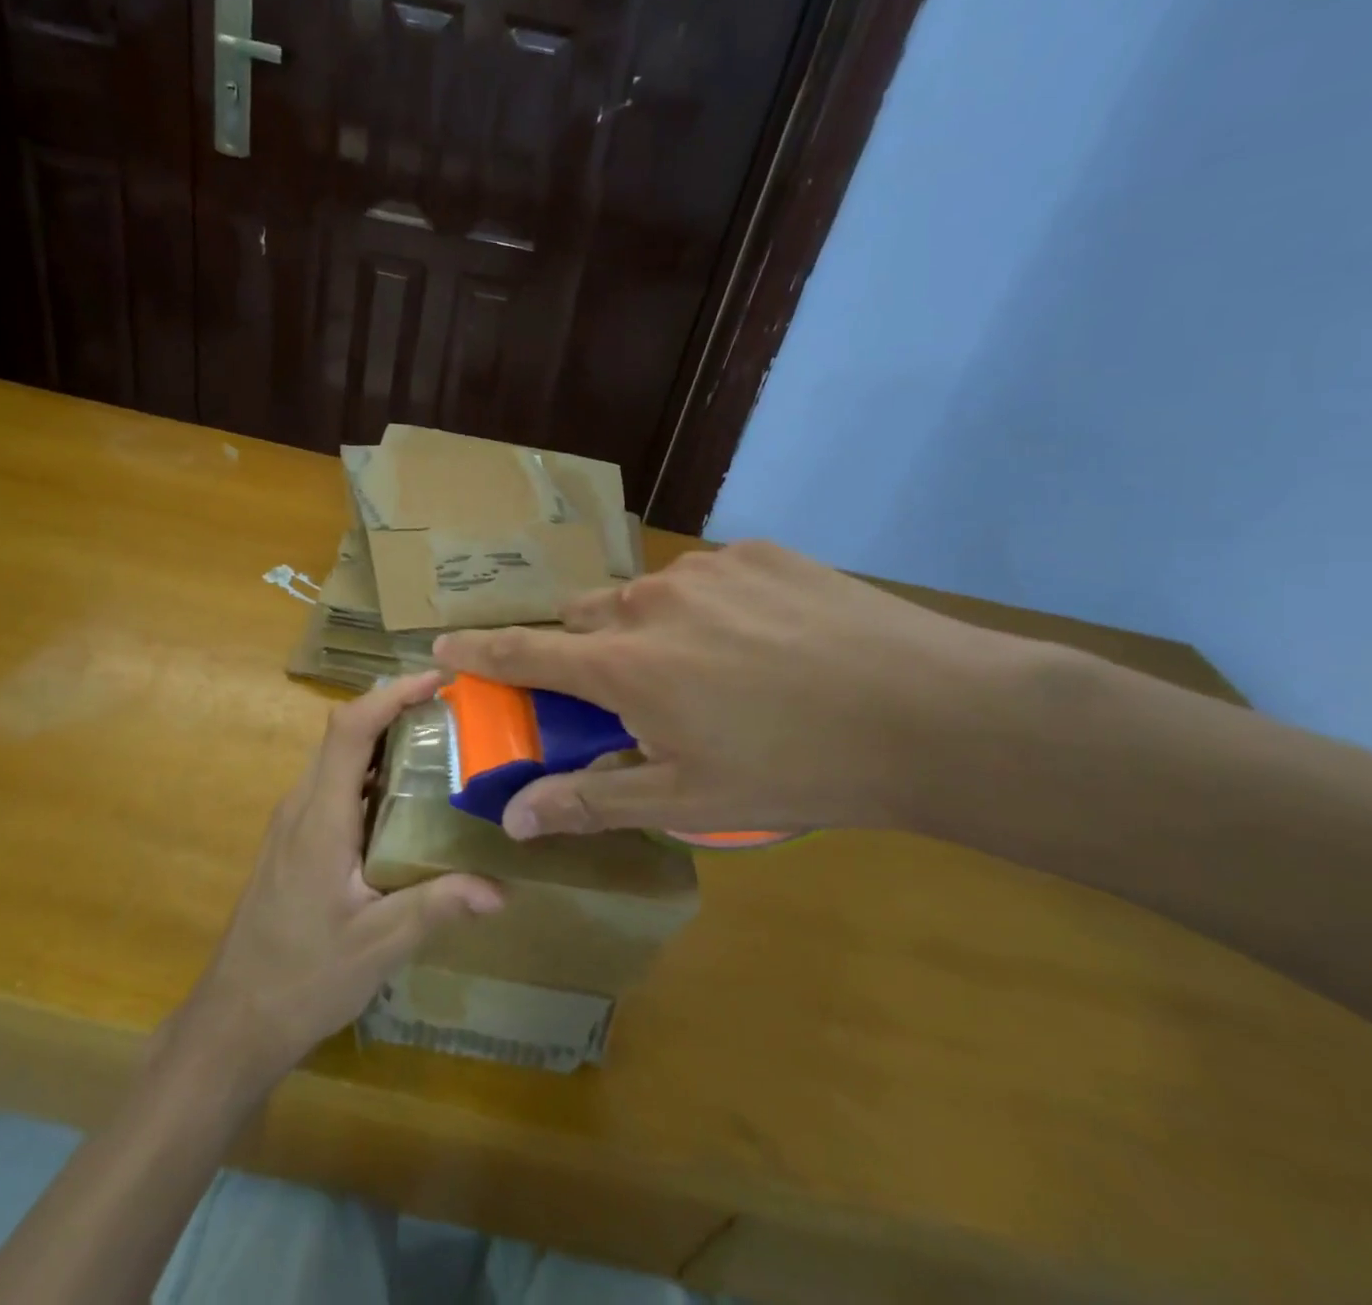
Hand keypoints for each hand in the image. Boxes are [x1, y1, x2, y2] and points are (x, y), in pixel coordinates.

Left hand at [174, 671, 503, 1086]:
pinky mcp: (294, 841)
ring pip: (339, 759)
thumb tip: (502, 888)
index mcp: (320, 817)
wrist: (234, 1020)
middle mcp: (302, 806)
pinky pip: (335, 786)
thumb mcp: (377, 946)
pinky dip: (372, 774)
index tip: (437, 680)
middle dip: (395, 709)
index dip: (390, 694)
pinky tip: (408, 801)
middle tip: (454, 712)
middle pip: (344, 734)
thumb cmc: (302, 978)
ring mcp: (293, 823)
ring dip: (384, 741)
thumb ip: (436, 907)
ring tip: (440, 745)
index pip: (349, 730)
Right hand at [432, 541, 1026, 840]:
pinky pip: (705, 579)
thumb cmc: (797, 768)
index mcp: (625, 665)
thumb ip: (592, 800)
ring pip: (646, 596)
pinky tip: (761, 640)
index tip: (439, 645)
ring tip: (708, 671)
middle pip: (585, 619)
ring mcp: (707, 570)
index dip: (477, 651)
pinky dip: (707, 608)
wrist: (932, 712)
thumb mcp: (688, 798)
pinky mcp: (759, 552)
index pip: (524, 653)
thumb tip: (515, 818)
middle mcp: (650, 601)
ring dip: (650, 630)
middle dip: (583, 651)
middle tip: (619, 688)